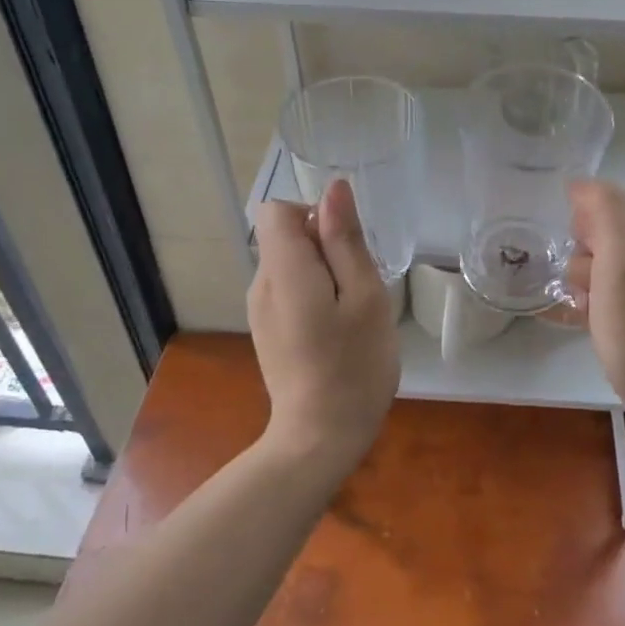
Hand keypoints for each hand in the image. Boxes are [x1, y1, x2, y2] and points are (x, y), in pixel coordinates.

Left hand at [248, 179, 398, 469]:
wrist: (320, 436)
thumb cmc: (354, 365)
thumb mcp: (364, 296)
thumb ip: (345, 240)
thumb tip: (334, 188)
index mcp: (284, 270)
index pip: (277, 209)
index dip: (313, 214)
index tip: (345, 248)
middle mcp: (261, 283)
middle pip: (286, 235)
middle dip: (325, 247)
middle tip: (358, 290)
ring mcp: (260, 309)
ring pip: (290, 263)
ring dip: (323, 273)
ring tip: (350, 314)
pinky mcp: (267, 329)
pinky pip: (288, 289)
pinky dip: (313, 295)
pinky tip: (334, 331)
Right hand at [564, 180, 624, 440]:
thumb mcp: (623, 264)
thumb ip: (605, 213)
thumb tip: (580, 184)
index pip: (609, 201)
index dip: (585, 226)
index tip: (581, 259)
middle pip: (603, 232)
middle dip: (585, 258)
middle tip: (591, 290)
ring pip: (600, 263)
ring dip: (585, 284)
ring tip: (590, 311)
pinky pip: (608, 290)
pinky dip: (592, 302)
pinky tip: (583, 321)